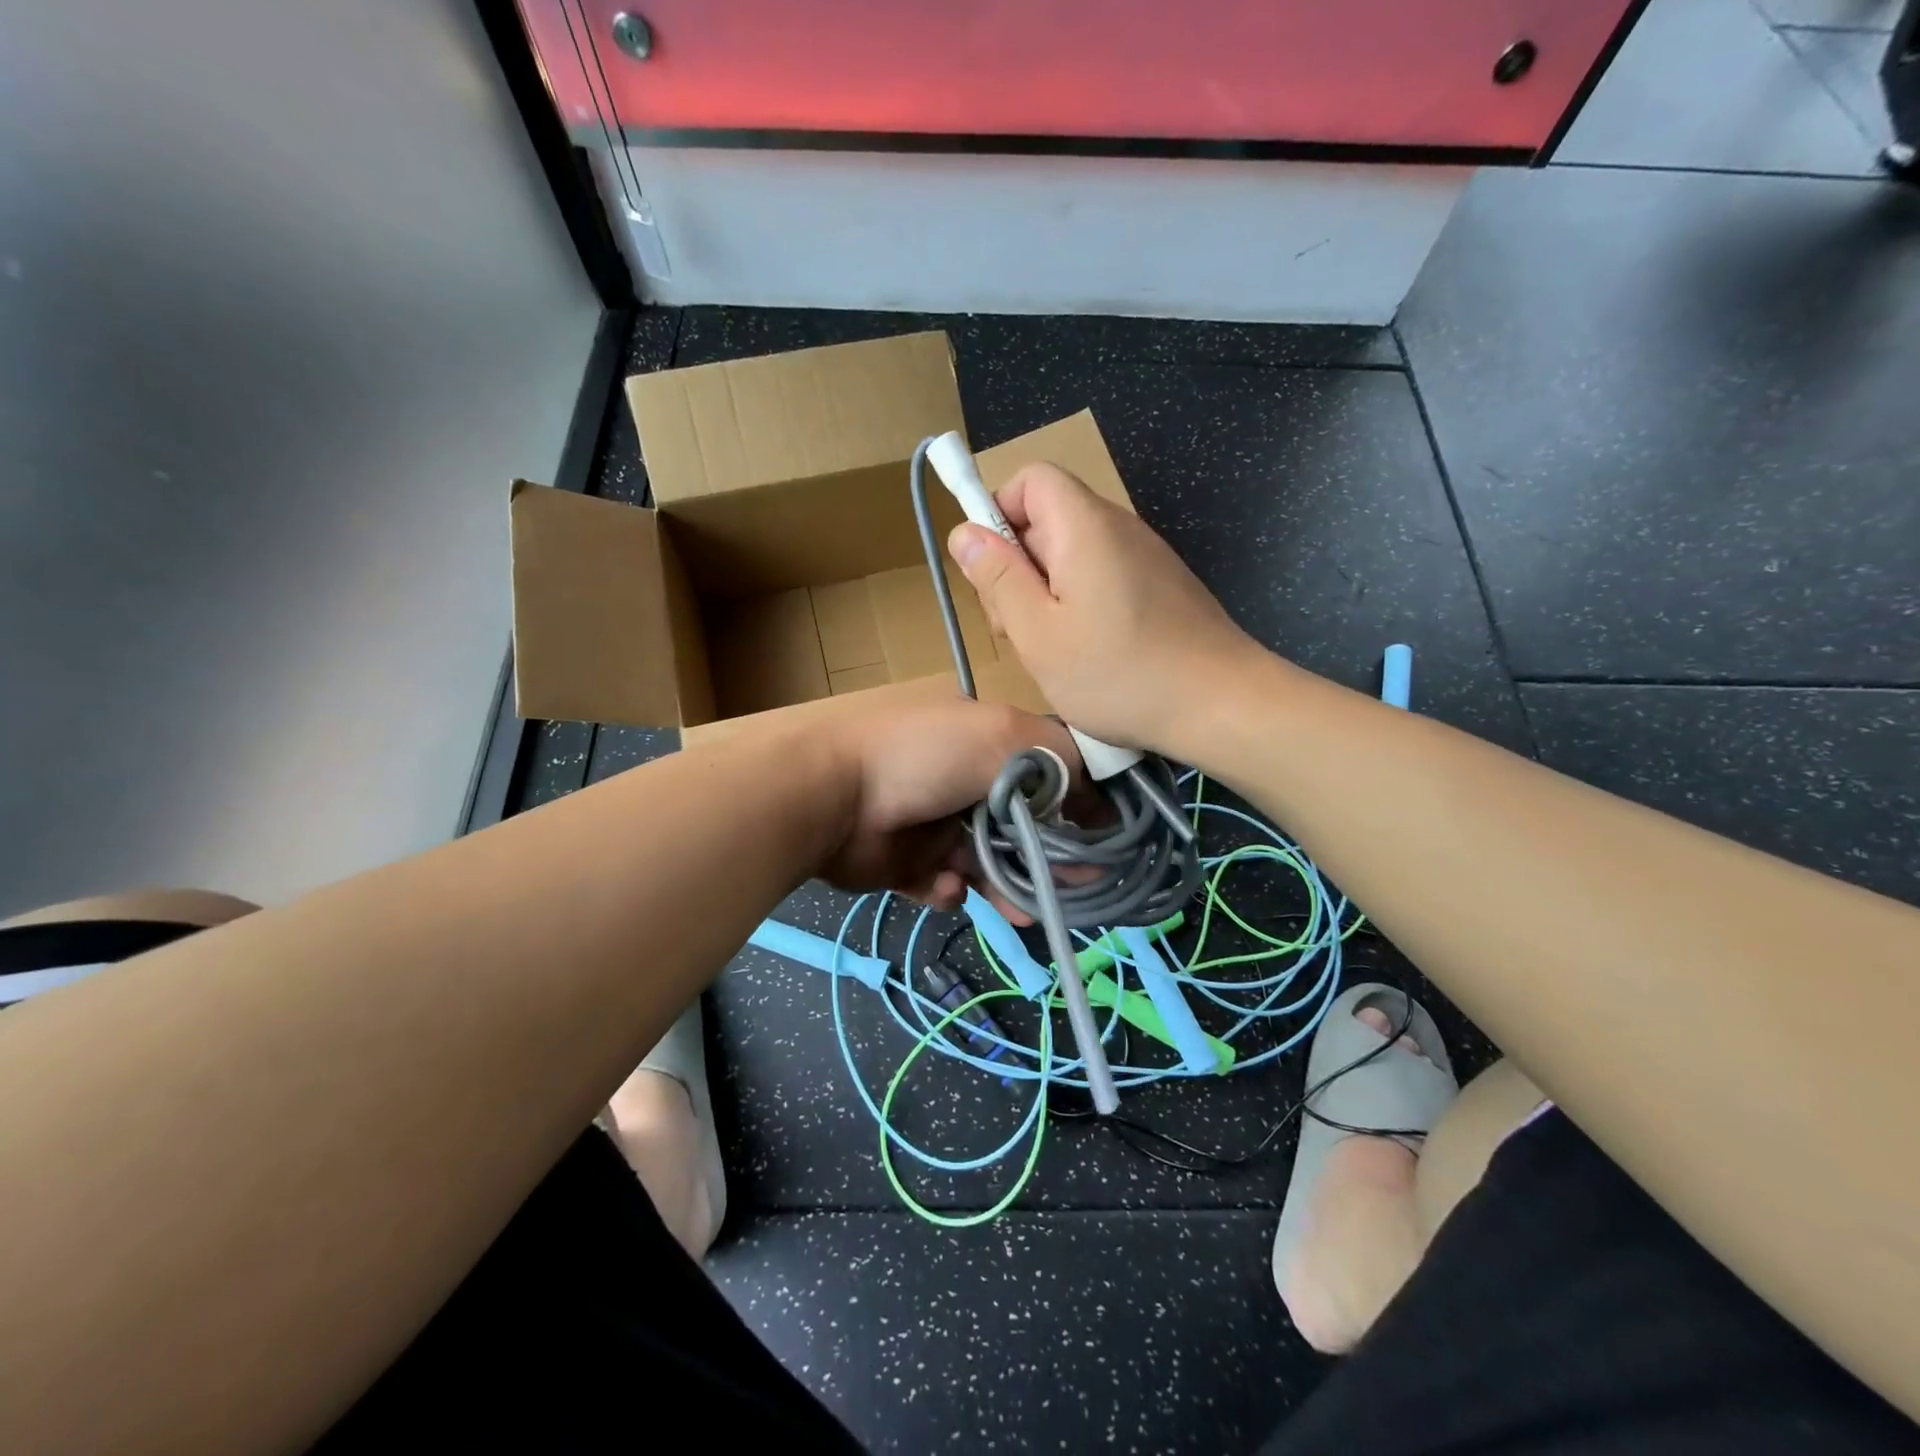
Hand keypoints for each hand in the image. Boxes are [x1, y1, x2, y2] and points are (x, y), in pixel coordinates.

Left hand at [809, 691, 1078, 915]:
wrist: (832, 795)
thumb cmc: (925, 757)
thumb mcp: (1003, 736)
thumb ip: (1060, 763)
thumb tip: (1100, 800)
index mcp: (986, 744)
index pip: (1047, 774)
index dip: (1077, 807)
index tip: (1102, 840)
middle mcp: (963, 782)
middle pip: (1022, 827)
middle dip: (1047, 858)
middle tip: (1073, 888)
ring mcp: (933, 824)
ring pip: (987, 864)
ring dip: (1006, 886)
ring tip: (1022, 910)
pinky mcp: (906, 863)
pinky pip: (943, 884)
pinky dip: (949, 889)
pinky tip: (945, 885)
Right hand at [947, 463, 1262, 753]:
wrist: (1220, 704)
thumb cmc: (1119, 674)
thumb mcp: (1038, 633)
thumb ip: (997, 579)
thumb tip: (964, 532)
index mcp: (1083, 526)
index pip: (1030, 479)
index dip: (999, 514)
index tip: (992, 572)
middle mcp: (1118, 527)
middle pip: (1047, 518)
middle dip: (1017, 565)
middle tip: (1015, 628)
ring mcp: (1144, 556)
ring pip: (1072, 553)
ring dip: (1045, 592)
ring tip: (1048, 649)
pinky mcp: (1160, 586)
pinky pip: (1102, 576)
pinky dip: (1079, 604)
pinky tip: (1085, 653)